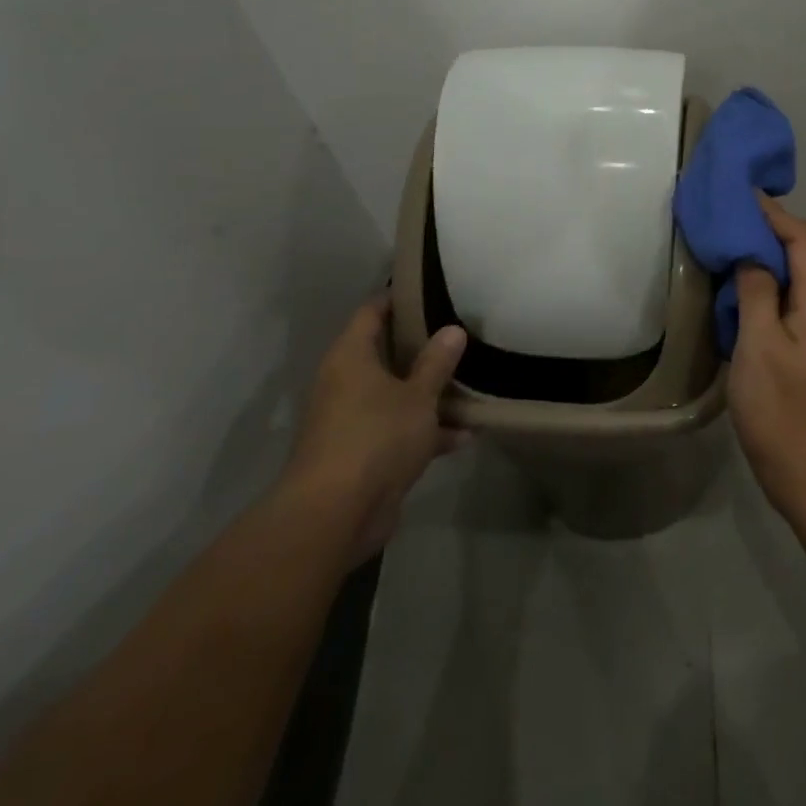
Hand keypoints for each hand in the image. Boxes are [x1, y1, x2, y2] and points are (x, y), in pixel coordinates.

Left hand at [282, 294, 467, 562]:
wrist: (335, 515)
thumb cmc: (376, 437)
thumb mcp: (418, 396)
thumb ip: (437, 363)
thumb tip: (452, 329)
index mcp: (350, 357)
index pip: (371, 312)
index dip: (397, 298)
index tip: (428, 290)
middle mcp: (344, 383)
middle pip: (385, 355)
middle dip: (421, 349)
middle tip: (459, 336)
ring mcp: (350, 421)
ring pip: (394, 396)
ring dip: (428, 396)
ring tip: (470, 387)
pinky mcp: (360, 456)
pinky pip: (397, 431)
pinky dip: (425, 433)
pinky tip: (463, 437)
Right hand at [730, 195, 805, 516]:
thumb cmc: (782, 409)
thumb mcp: (759, 345)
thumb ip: (757, 292)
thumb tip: (752, 255)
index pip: (802, 239)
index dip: (773, 213)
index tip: (741, 194)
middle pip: (800, 256)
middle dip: (765, 232)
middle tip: (726, 218)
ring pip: (791, 282)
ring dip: (761, 261)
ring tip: (724, 248)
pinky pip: (784, 306)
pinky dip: (761, 290)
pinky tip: (734, 295)